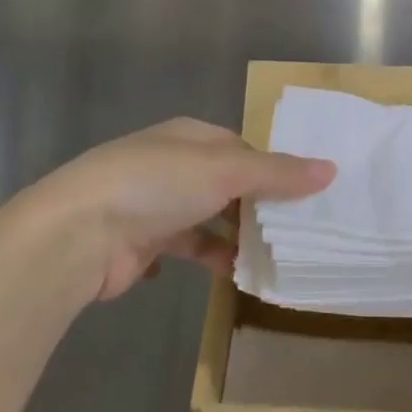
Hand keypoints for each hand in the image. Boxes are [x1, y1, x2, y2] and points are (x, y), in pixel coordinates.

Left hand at [20, 118, 334, 300]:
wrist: (80, 233)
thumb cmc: (157, 185)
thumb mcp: (225, 170)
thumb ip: (277, 173)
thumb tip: (331, 169)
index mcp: (190, 136)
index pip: (241, 147)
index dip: (273, 168)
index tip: (306, 194)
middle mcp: (173, 165)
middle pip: (227, 183)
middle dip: (258, 205)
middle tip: (299, 231)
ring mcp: (156, 204)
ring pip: (210, 217)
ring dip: (236, 236)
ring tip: (275, 257)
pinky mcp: (145, 243)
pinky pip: (189, 248)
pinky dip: (210, 258)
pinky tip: (233, 275)